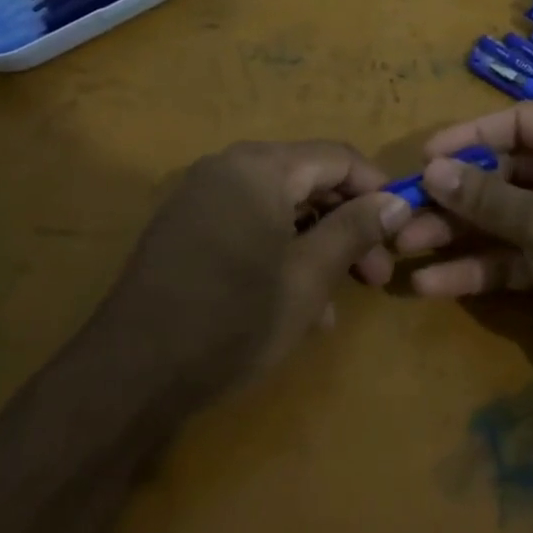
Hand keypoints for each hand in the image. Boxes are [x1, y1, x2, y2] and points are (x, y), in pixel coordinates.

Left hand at [93, 141, 410, 401]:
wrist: (130, 375)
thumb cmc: (232, 321)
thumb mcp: (308, 278)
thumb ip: (355, 229)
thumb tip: (398, 201)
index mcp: (260, 167)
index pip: (338, 157)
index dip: (377, 190)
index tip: (403, 230)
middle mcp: (229, 167)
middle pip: (309, 180)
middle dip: (348, 223)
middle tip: (376, 274)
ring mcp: (203, 196)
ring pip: (281, 206)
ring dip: (318, 244)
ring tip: (340, 299)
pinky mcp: (188, 227)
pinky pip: (250, 224)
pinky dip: (281, 251)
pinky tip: (299, 304)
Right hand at [388, 103, 532, 395]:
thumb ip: (485, 195)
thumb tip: (432, 168)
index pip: (522, 122)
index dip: (471, 136)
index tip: (425, 155)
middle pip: (506, 173)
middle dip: (455, 194)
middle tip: (405, 208)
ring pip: (503, 218)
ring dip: (456, 232)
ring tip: (403, 246)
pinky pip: (512, 256)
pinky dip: (476, 267)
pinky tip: (430, 283)